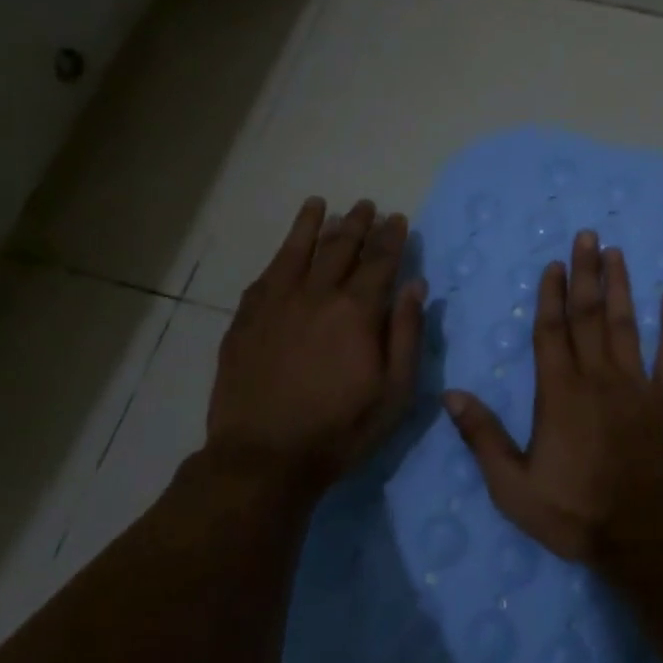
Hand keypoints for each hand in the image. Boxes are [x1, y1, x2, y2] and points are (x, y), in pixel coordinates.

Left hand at [204, 197, 426, 495]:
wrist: (264, 457)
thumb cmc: (341, 428)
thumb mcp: (395, 391)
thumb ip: (407, 333)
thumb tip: (416, 285)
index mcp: (357, 311)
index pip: (380, 261)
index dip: (391, 237)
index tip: (398, 219)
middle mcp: (316, 295)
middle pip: (339, 247)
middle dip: (357, 223)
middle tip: (366, 206)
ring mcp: (275, 304)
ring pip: (297, 251)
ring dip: (312, 225)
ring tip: (321, 205)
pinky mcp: (246, 319)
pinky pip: (266, 275)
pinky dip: (280, 255)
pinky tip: (285, 250)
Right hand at [444, 230, 662, 563]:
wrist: (647, 536)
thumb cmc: (576, 512)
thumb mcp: (513, 487)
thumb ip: (483, 438)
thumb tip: (452, 394)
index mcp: (559, 393)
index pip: (551, 332)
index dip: (551, 295)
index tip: (554, 263)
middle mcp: (598, 377)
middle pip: (588, 316)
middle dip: (586, 274)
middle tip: (587, 235)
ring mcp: (638, 385)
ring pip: (626, 325)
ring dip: (621, 287)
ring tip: (617, 253)